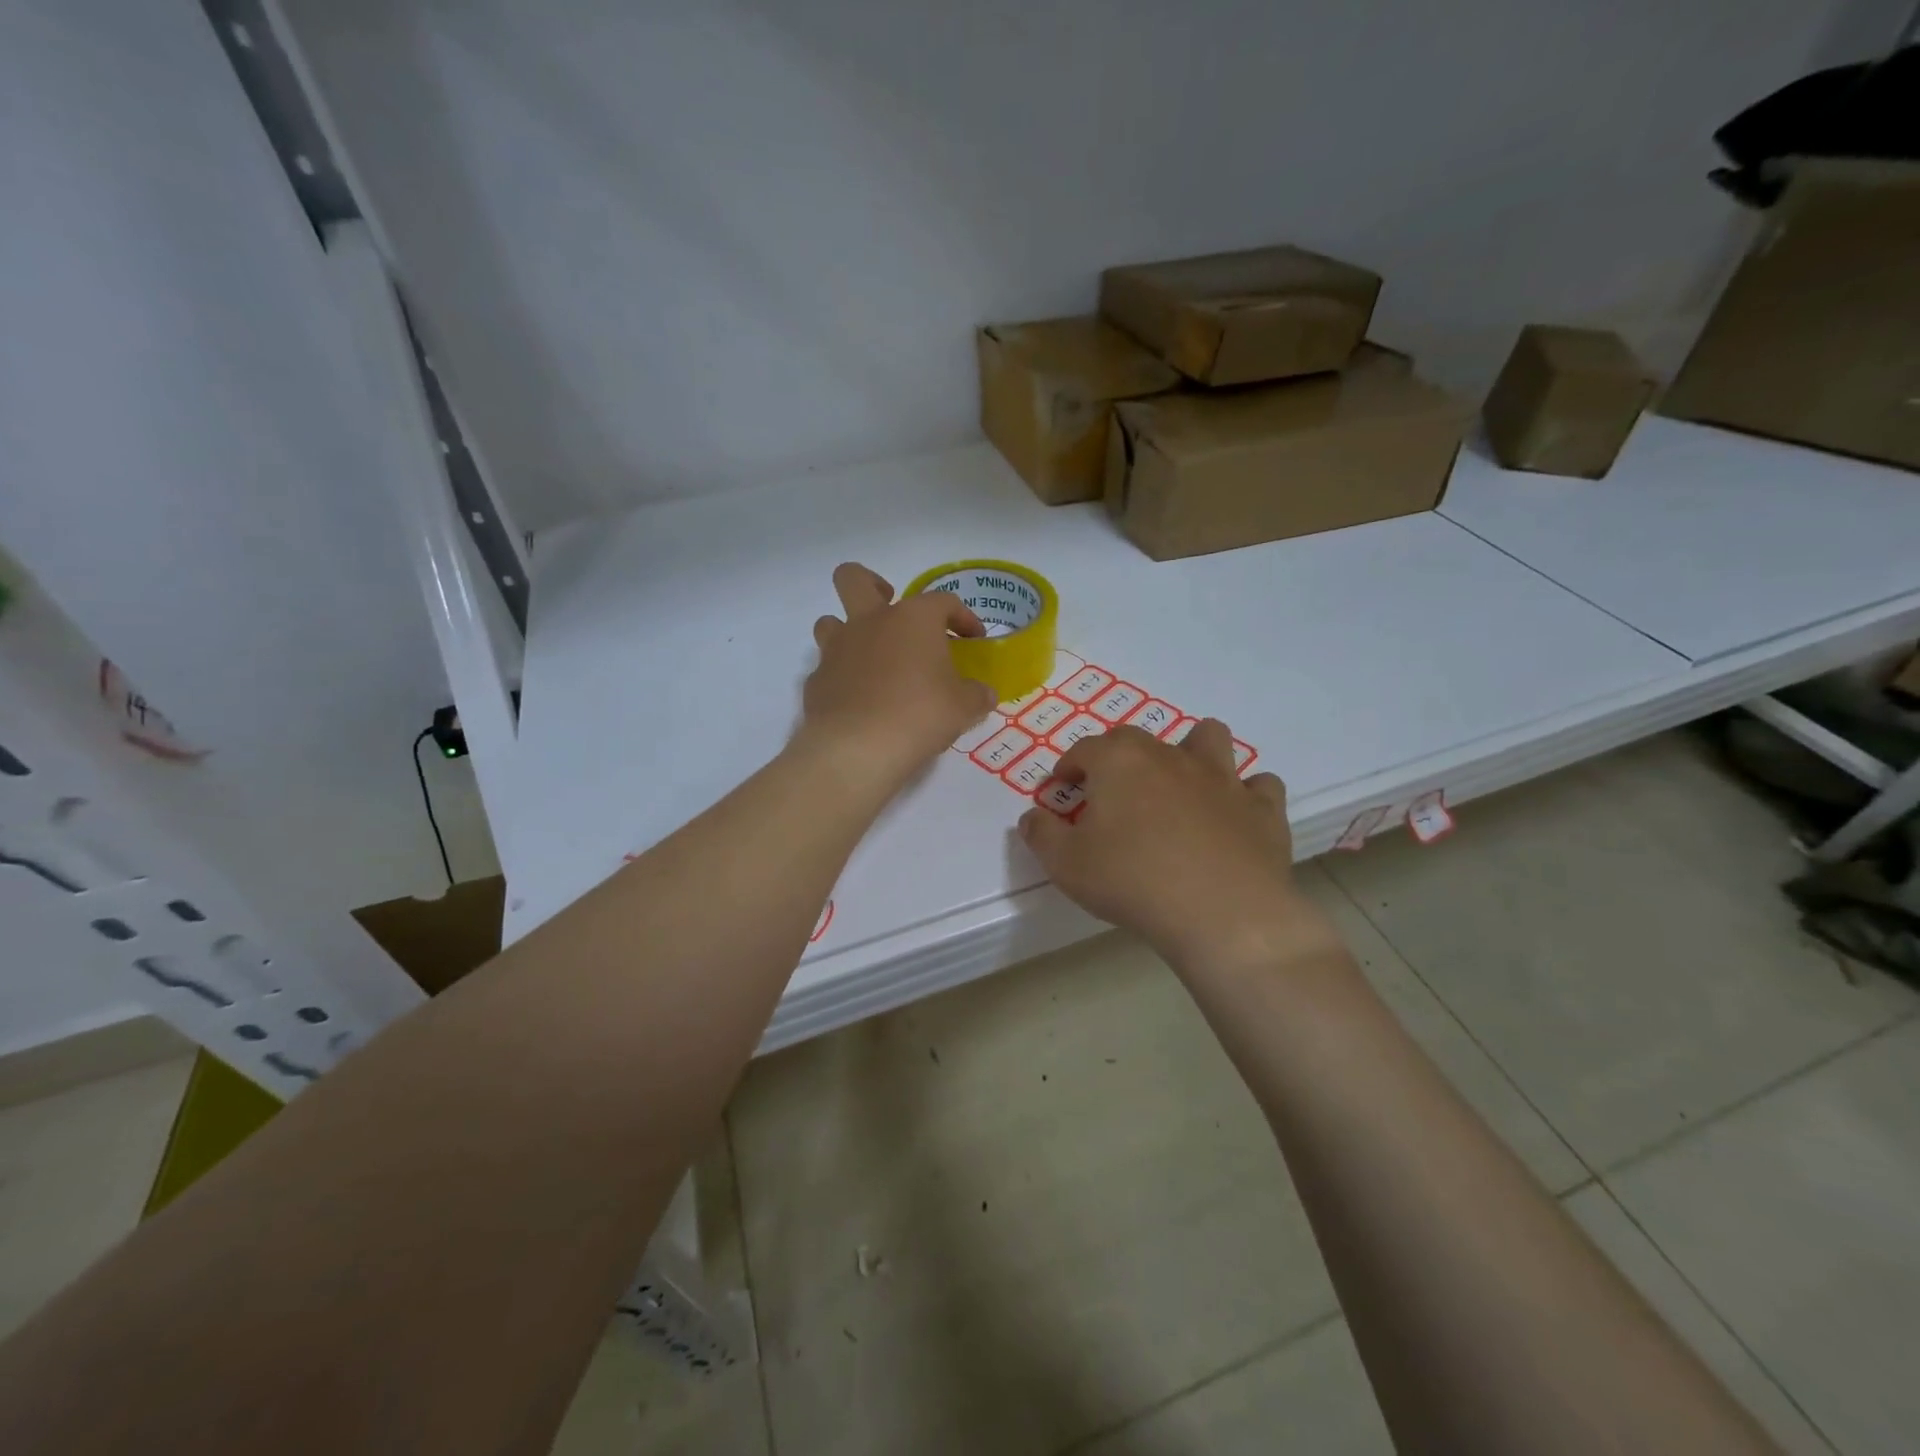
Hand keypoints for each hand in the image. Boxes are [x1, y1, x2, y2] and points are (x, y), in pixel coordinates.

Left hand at [799, 563, 997, 795]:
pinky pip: (827, 669)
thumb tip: (983, 694)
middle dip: (872, 585)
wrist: (857, 748)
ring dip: (849, 633)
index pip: (943, 601)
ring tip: (871, 659)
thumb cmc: (920, 714)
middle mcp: (870, 622)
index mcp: (912, 619)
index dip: (962, 617)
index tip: (973, 639)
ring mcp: (837, 650)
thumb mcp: (963, 707)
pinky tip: (859, 702)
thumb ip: (976, 695)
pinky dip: (843, 679)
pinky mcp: (816, 681)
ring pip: (830, 621)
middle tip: (891, 610)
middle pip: (855, 579)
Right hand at [1018, 720, 1333, 971]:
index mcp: (1119, 761)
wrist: (1221, 913)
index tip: (1060, 789)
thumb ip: (1041, 834)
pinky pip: (1259, 785)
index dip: (1067, 767)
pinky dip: (1245, 795)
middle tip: (1110, 795)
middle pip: (1139, 739)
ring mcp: (1223, 778)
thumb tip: (1032, 816)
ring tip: (1180, 784)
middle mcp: (1170, 756)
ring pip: (1209, 738)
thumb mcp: (1066, 864)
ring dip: (1192, 752)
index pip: (1084, 749)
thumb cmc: (1132, 881)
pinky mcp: (1262, 807)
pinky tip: (1233, 816)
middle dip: (1117, 758)